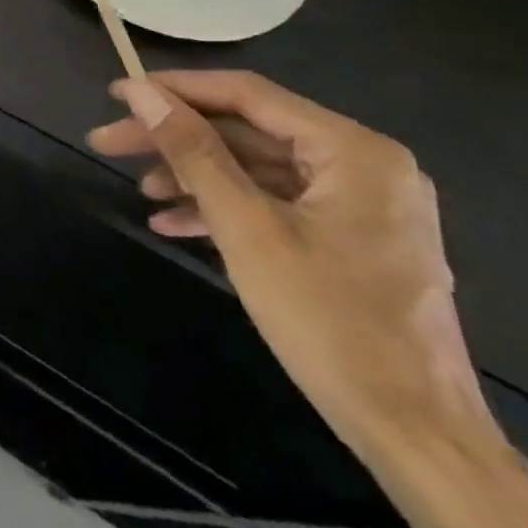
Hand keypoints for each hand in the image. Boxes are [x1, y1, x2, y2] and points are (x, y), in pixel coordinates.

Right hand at [88, 71, 489, 456]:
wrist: (418, 438)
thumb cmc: (331, 322)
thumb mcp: (248, 228)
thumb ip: (193, 152)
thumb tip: (141, 93)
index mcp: (353, 151)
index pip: (247, 95)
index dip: (176, 90)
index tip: (117, 94)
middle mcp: (362, 165)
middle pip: (247, 132)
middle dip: (176, 139)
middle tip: (109, 143)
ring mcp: (359, 204)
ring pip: (255, 168)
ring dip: (194, 176)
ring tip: (141, 191)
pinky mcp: (350, 239)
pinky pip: (274, 203)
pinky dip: (225, 208)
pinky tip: (174, 223)